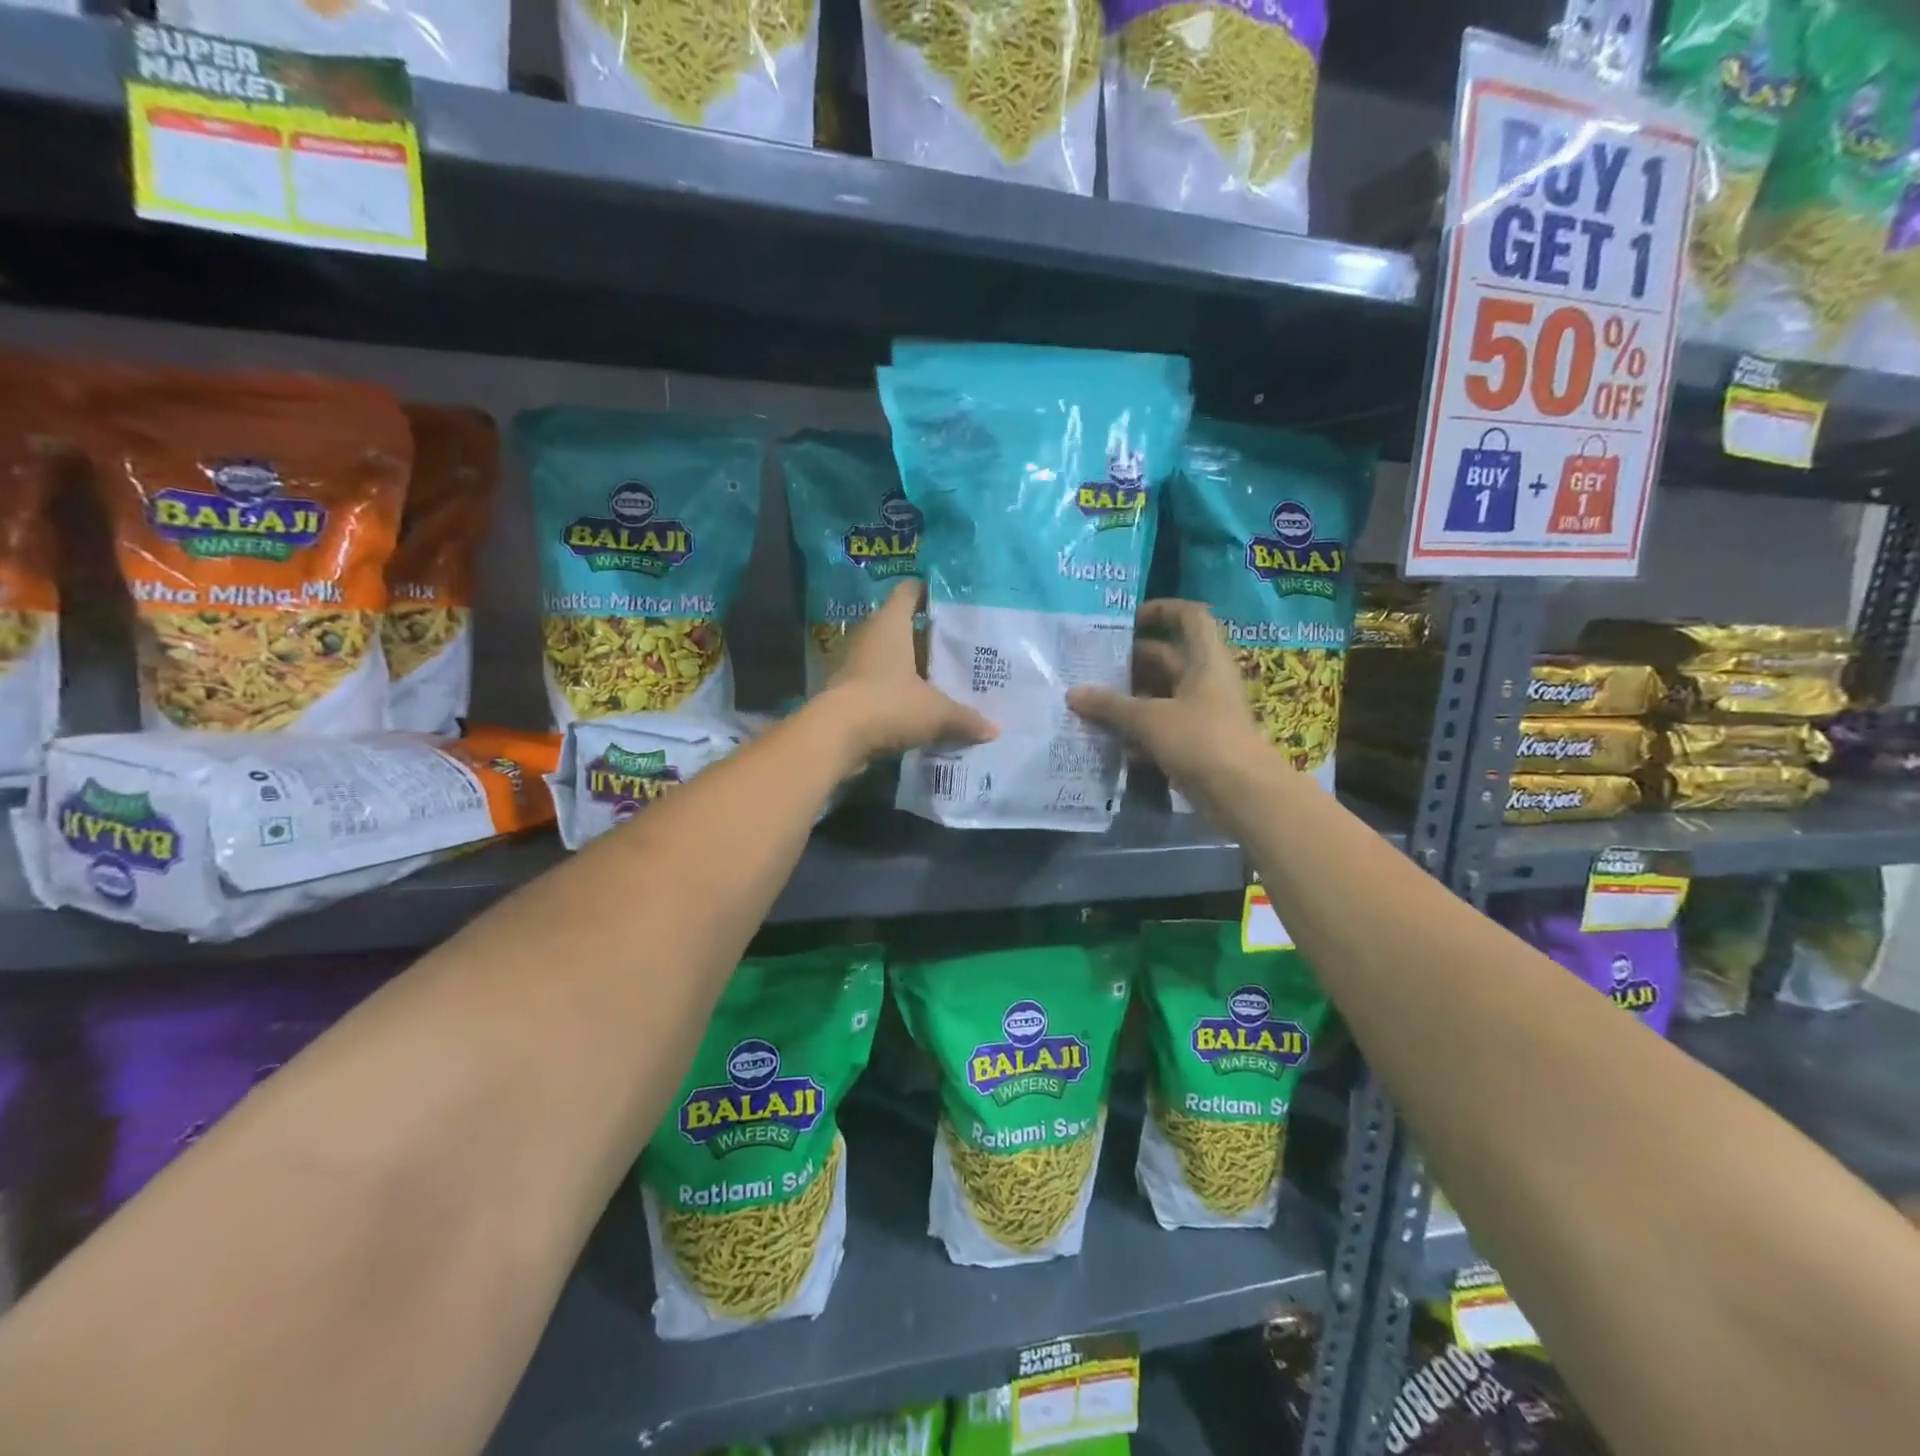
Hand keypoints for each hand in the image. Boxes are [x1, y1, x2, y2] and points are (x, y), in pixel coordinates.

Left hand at [809, 581, 996, 768]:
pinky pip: (877, 685)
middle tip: (958, 651)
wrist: (833, 738)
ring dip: (911, 669)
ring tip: (944, 682)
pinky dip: (896, 693)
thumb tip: (994, 729)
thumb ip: (966, 717)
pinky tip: (919, 709)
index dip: (930, 592)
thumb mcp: (936, 712)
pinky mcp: (845, 692)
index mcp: (890, 624)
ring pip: (889, 658)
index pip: (909, 591)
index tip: (953, 604)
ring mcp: (852, 664)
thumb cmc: (888, 705)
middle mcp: (868, 636)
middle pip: (902, 627)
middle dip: (928, 639)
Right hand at [1067, 599, 1274, 816]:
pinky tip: (1107, 740)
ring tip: (1089, 702)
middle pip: (1167, 659)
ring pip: (1160, 696)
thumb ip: (1110, 705)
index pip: (1190, 618)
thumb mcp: (1150, 718)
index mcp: (1205, 660)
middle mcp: (1205, 681)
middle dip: (1130, 662)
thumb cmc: (1201, 739)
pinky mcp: (1194, 744)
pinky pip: (1161, 728)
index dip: (1162, 610)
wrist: (1242, 794)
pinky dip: (1137, 732)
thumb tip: (1073, 693)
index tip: (1128, 620)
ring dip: (1128, 700)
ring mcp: (1201, 714)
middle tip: (1091, 666)